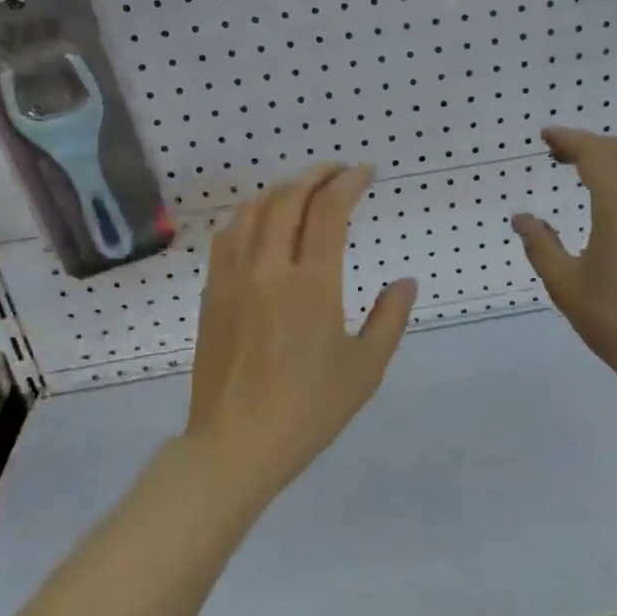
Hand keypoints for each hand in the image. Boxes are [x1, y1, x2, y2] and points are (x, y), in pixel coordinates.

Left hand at [186, 163, 417, 499]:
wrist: (236, 445)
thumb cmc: (309, 410)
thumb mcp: (365, 369)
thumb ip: (390, 319)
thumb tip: (404, 282)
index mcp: (311, 284)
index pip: (329, 211)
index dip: (348, 182)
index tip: (365, 172)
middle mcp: (268, 268)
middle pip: (288, 199)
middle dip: (316, 175)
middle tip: (338, 171)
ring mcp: (233, 279)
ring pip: (253, 211)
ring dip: (281, 190)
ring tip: (302, 189)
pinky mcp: (212, 294)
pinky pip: (227, 236)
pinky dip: (249, 214)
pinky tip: (259, 221)